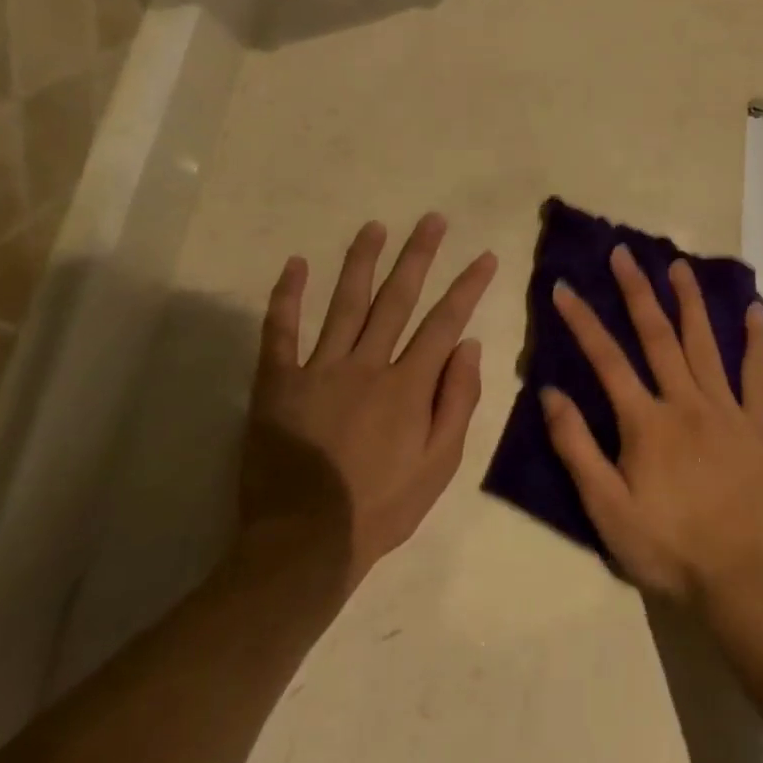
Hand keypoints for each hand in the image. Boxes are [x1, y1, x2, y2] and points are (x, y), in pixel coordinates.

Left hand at [244, 215, 496, 588]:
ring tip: (374, 227)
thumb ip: (458, 401)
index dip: (467, 286)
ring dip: (361, 261)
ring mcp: (319, 369)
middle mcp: (367, 365)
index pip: (445, 322)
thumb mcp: (440, 465)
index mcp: (408, 385)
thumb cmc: (382, 506)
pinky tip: (295, 264)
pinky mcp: (277, 383)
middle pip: (397, 299)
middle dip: (418, 256)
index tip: (484, 256)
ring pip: (344, 303)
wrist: (305, 543)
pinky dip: (287, 297)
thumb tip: (469, 346)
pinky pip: (280, 331)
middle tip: (432, 220)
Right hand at [542, 246, 762, 607]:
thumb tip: (551, 392)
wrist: (737, 581)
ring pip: (705, 343)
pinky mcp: (759, 425)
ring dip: (689, 300)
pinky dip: (756, 340)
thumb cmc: (665, 546)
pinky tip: (754, 310)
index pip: (606, 359)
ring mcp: (727, 410)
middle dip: (636, 290)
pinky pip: (758, 374)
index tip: (563, 287)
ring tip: (678, 265)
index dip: (582, 321)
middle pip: (657, 335)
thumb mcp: (605, 508)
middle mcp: (685, 402)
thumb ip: (576, 447)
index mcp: (646, 422)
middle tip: (623, 252)